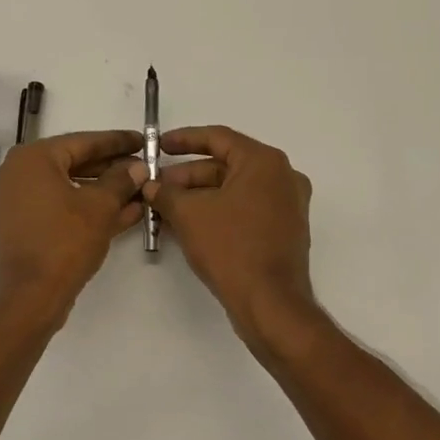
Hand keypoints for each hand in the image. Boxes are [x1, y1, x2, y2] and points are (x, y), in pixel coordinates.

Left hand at [0, 129, 144, 321]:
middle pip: (76, 163)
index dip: (117, 142)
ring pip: (71, 188)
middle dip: (113, 168)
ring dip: (105, 191)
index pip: (83, 141)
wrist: (30, 296)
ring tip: (141, 191)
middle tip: (145, 167)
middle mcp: (20, 173)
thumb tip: (137, 167)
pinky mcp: (27, 226)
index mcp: (33, 158)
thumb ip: (121, 181)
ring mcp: (21, 202)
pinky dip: (90, 209)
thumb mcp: (100, 207)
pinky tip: (126, 213)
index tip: (143, 140)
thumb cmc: (64, 243)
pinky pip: (63, 208)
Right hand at [142, 126, 317, 348]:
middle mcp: (283, 177)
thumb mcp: (189, 215)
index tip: (158, 146)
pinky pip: (246, 210)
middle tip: (157, 188)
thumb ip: (166, 193)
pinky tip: (191, 225)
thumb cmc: (231, 248)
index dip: (184, 140)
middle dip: (188, 176)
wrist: (270, 301)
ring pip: (235, 190)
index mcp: (265, 162)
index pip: (218, 138)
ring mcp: (287, 205)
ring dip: (200, 196)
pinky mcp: (284, 230)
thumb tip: (151, 185)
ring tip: (167, 209)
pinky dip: (219, 212)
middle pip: (226, 165)